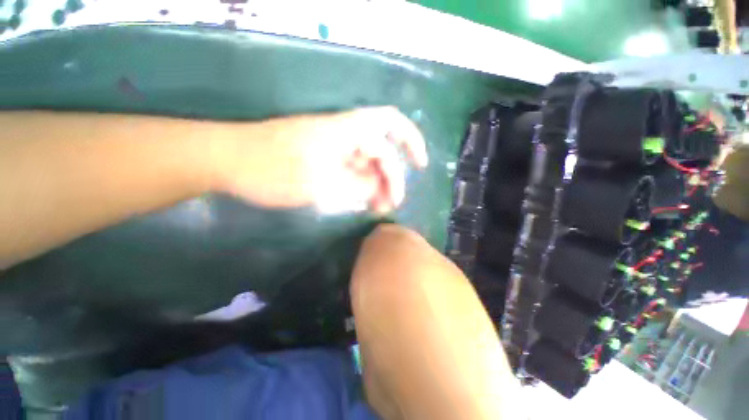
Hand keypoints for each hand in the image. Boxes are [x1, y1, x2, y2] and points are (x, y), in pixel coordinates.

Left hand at [213, 107, 427, 212]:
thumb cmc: (271, 169)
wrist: (228, 160)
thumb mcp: (320, 184)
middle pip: (380, 152)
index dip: (411, 141)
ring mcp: (332, 148)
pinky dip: (359, 186)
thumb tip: (377, 191)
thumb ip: (356, 187)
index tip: (420, 166)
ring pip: (366, 164)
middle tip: (388, 206)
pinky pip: (351, 171)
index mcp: (346, 131)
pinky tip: (358, 202)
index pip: (390, 124)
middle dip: (390, 178)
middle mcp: (343, 135)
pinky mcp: (322, 159)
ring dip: (374, 185)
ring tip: (375, 209)